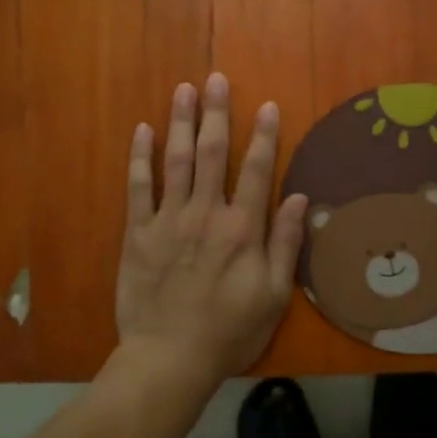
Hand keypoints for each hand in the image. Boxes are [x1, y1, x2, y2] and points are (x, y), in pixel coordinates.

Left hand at [115, 73, 307, 384]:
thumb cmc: (229, 330)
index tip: (266, 106)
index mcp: (241, 228)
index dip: (264, 135)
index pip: (257, 170)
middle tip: (216, 79)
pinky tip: (143, 130)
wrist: (169, 358)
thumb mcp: (272, 295)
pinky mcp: (138, 232)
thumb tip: (298, 198)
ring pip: (176, 160)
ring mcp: (168, 219)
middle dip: (216, 113)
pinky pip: (138, 186)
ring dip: (181, 122)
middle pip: (212, 153)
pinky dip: (141, 157)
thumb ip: (285, 244)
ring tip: (184, 89)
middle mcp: (205, 213)